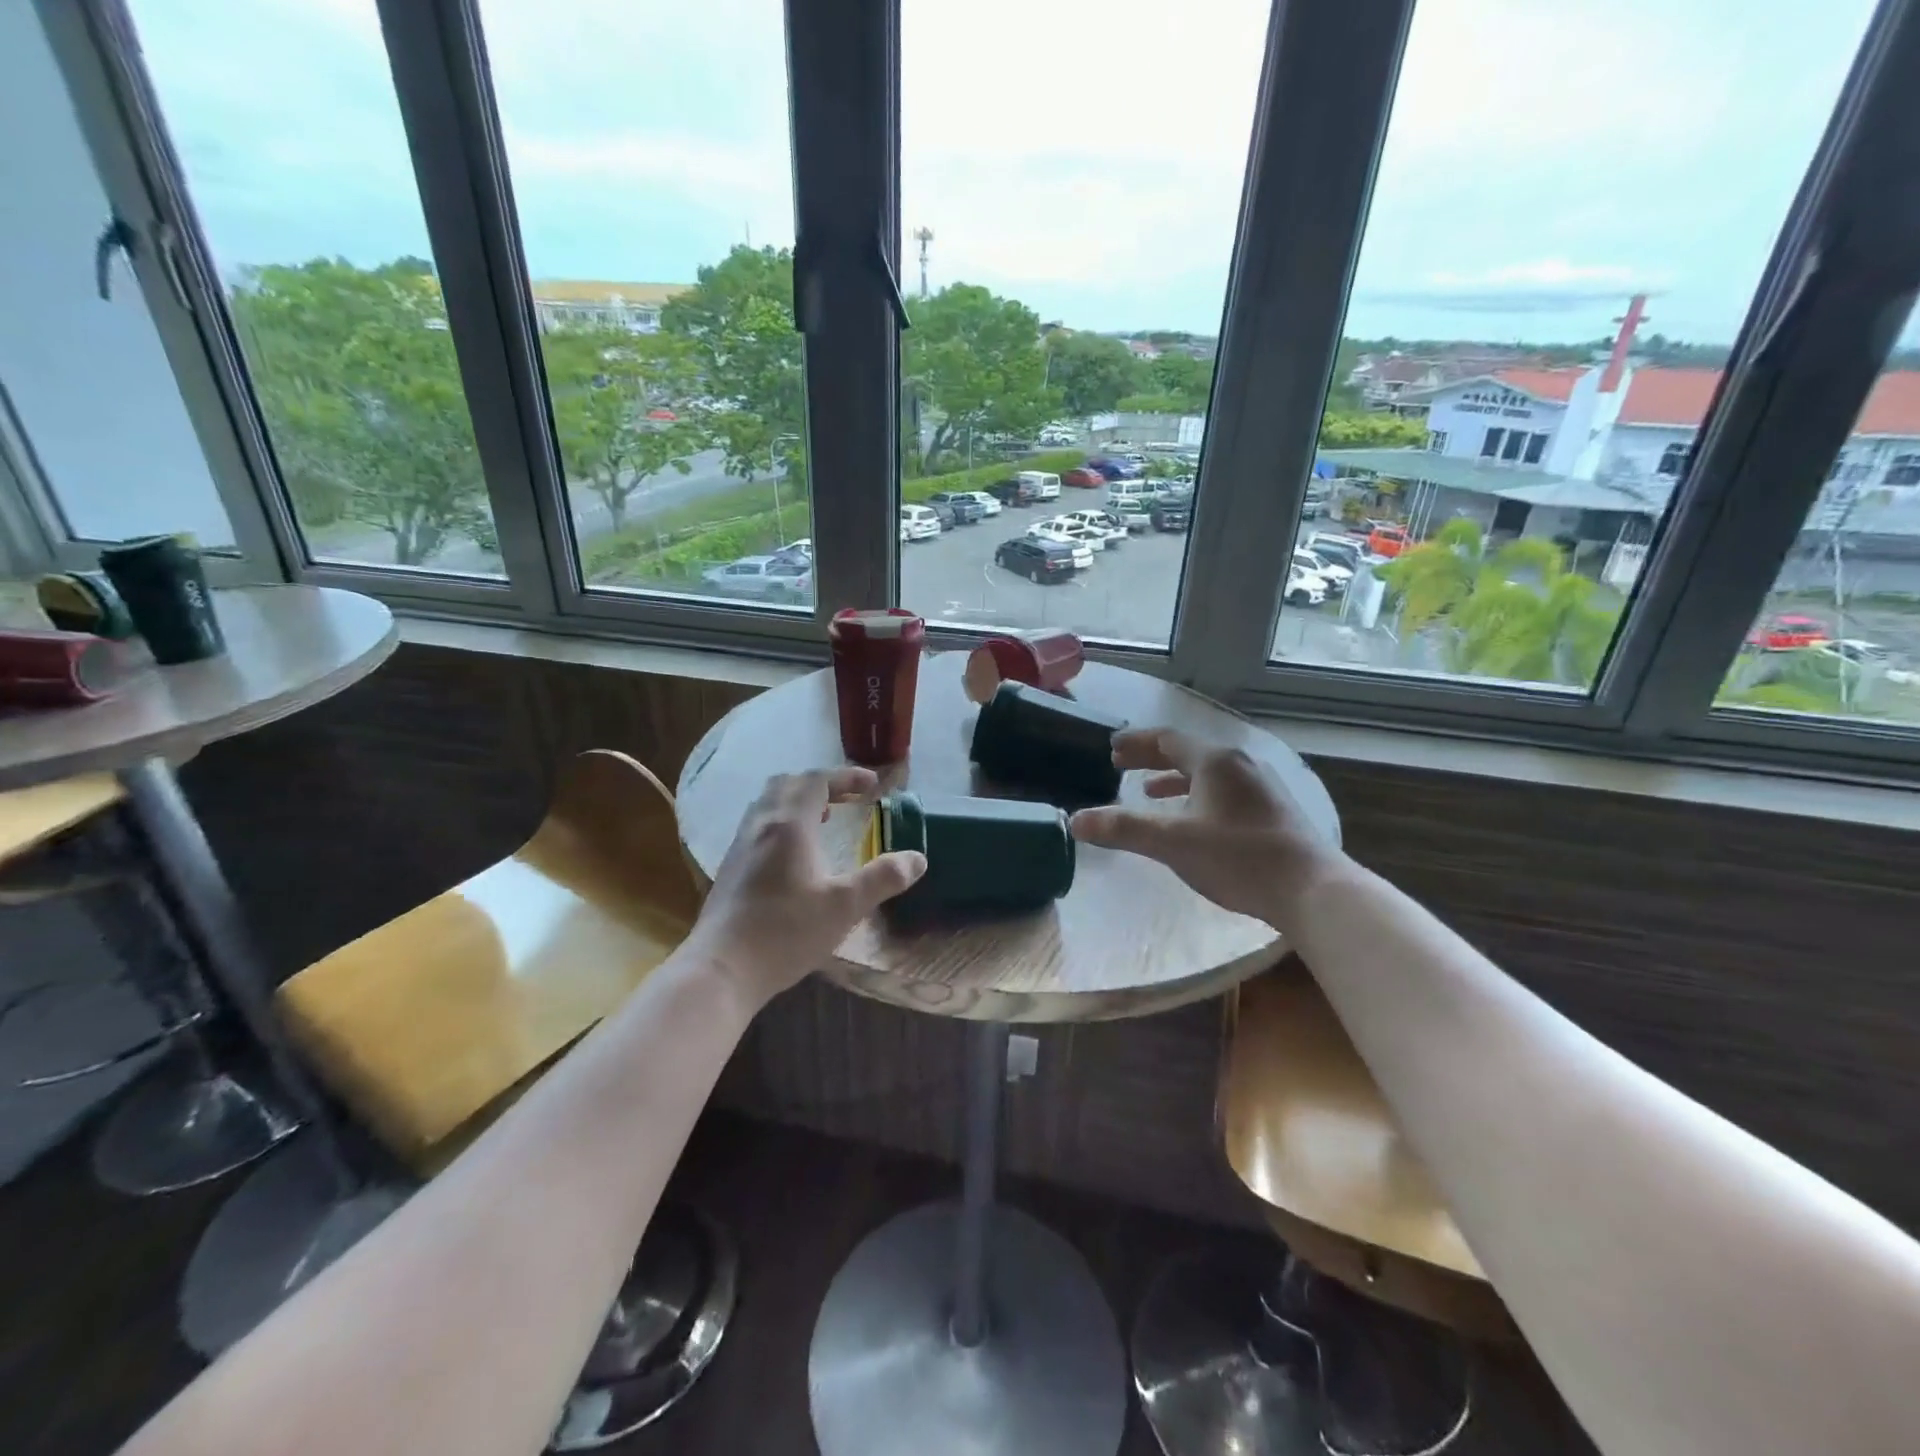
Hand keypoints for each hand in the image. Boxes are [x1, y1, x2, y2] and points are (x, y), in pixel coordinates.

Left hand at [684, 768, 925, 1008]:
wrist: (721, 968)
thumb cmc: (786, 932)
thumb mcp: (845, 906)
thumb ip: (883, 878)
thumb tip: (918, 859)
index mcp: (789, 824)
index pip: (817, 781)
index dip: (846, 777)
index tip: (873, 784)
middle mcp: (761, 824)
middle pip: (788, 784)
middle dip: (820, 784)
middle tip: (846, 799)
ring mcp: (740, 845)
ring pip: (768, 803)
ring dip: (798, 801)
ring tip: (823, 820)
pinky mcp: (730, 867)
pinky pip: (758, 825)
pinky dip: (782, 821)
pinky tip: (794, 855)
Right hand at [1069, 727, 1341, 932]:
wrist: (1311, 889)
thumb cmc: (1237, 857)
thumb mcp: (1172, 842)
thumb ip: (1123, 828)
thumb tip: (1076, 821)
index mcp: (1214, 761)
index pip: (1166, 739)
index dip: (1135, 742)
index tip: (1111, 748)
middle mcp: (1239, 764)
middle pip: (1187, 752)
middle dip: (1151, 758)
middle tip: (1122, 765)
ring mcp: (1261, 786)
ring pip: (1207, 773)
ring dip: (1174, 779)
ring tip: (1150, 793)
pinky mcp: (1273, 810)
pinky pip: (1224, 790)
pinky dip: (1197, 796)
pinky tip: (1193, 820)